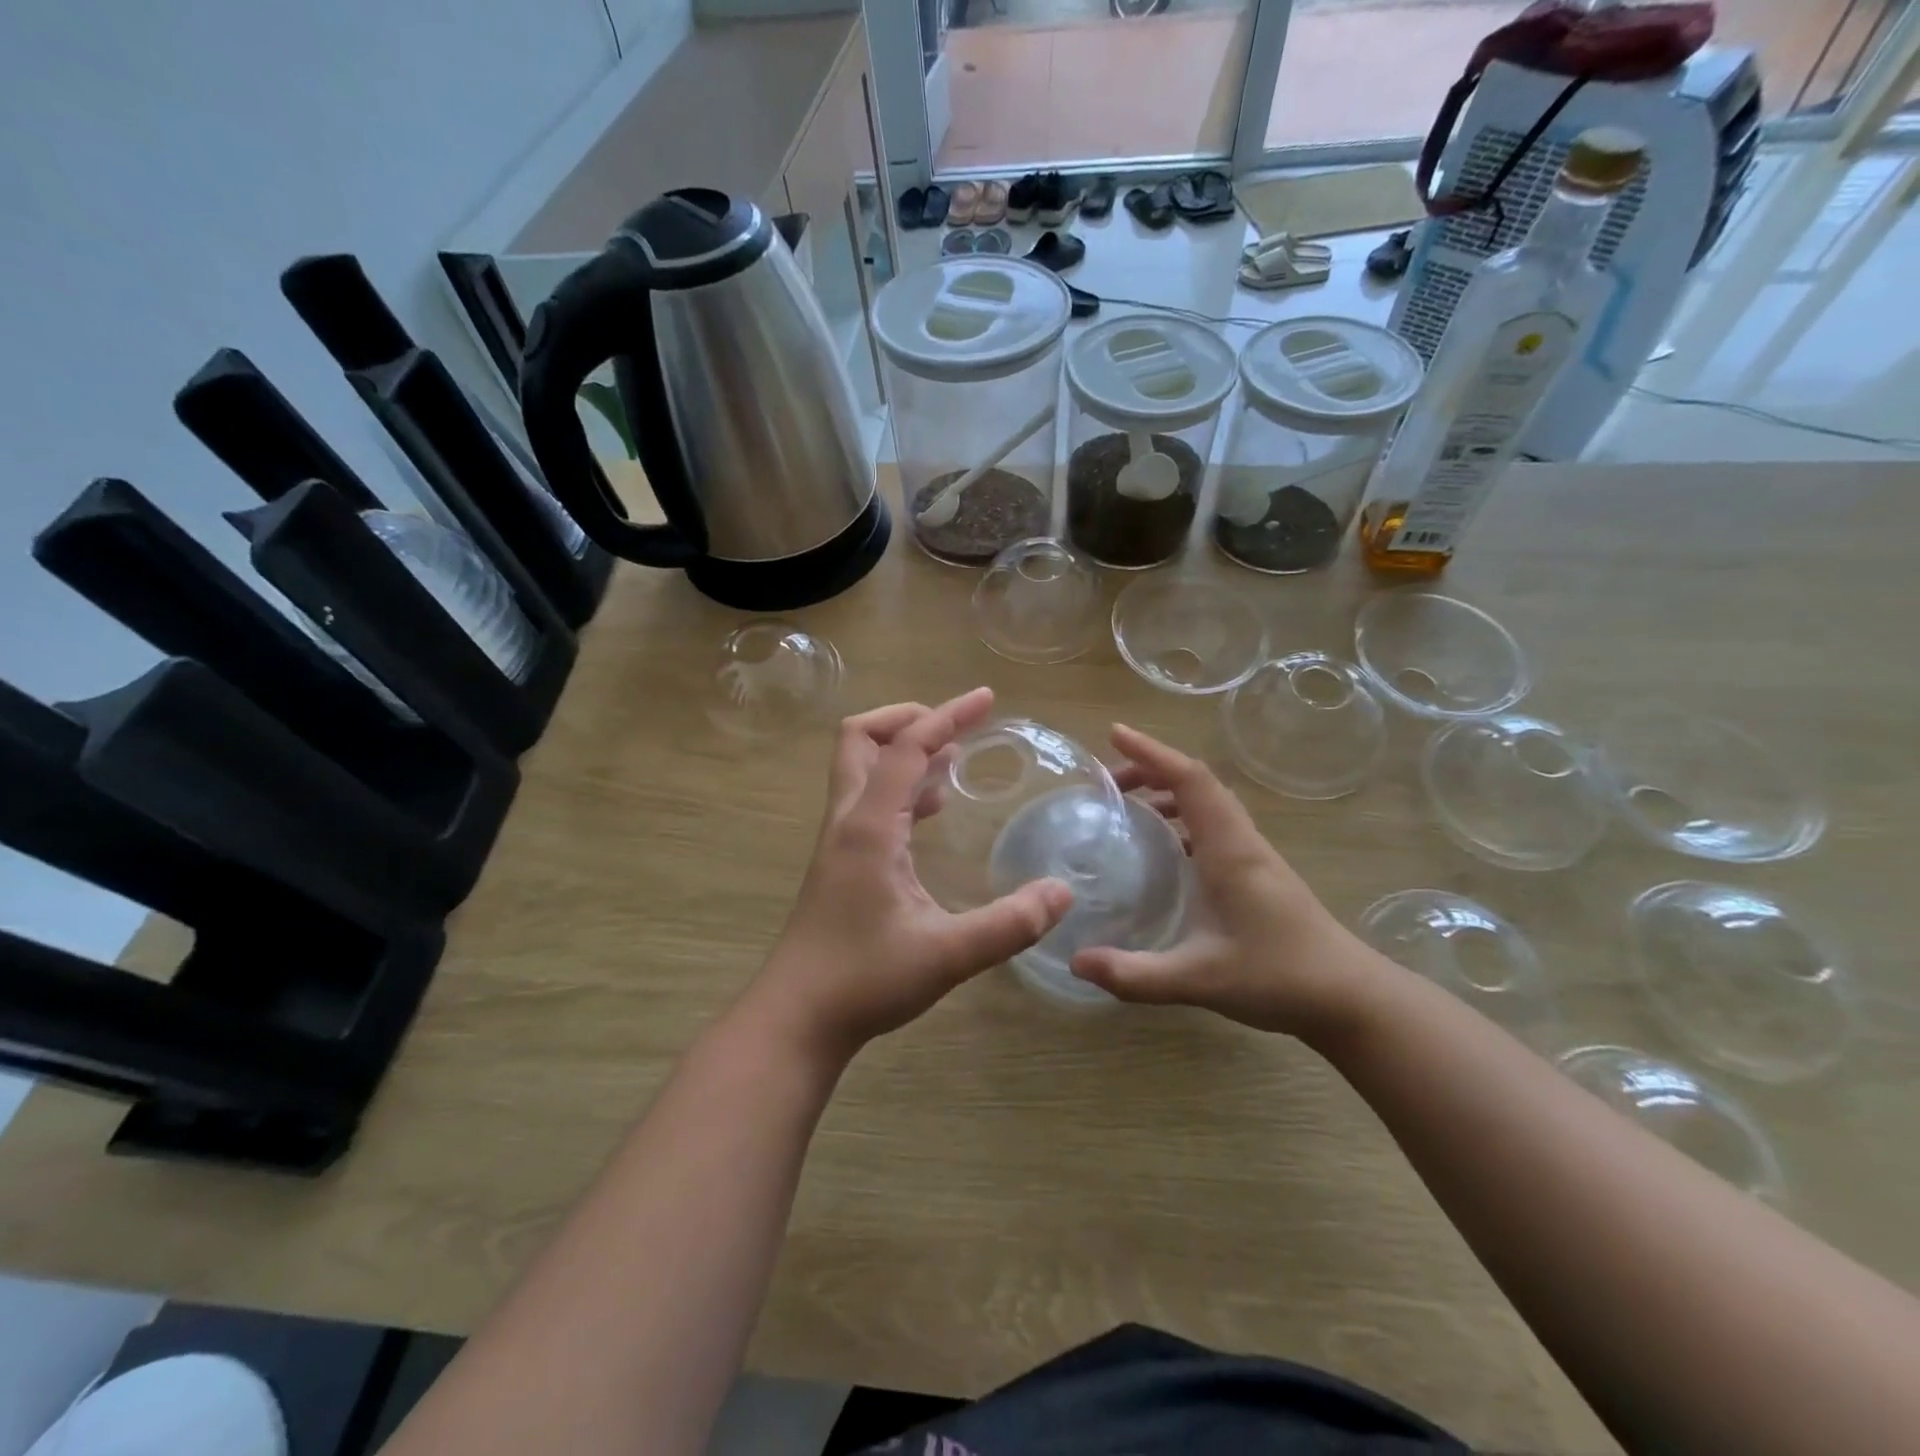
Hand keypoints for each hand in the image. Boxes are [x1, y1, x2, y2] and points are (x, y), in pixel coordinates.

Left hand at [752, 688, 1073, 1062]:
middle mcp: (848, 821)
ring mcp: (839, 841)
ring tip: (954, 758)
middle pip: (860, 738)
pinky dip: (900, 787)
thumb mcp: (946, 955)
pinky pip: (868, 801)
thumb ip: (1008, 924)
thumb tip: (1063, 893)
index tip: (987, 699)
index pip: (907, 748)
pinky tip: (932, 811)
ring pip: (861, 768)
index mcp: (869, 827)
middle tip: (957, 727)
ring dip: (903, 751)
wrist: (797, 1018)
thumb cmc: (863, 981)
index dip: (947, 716)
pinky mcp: (841, 862)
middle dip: (908, 718)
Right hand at [1071, 725, 1387, 1043]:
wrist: (1350, 997)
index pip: (1190, 780)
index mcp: (1229, 849)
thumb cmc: (1279, 977)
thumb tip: (1077, 962)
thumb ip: (1135, 974)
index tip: (1115, 736)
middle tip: (1108, 783)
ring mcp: (1253, 856)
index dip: (1152, 752)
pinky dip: (1183, 818)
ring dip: (1168, 792)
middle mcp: (1241, 841)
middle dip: (1151, 769)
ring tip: (1128, 808)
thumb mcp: (1198, 979)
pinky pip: (1214, 825)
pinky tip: (1163, 850)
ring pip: (1208, 803)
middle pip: (1197, 782)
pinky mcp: (1257, 873)